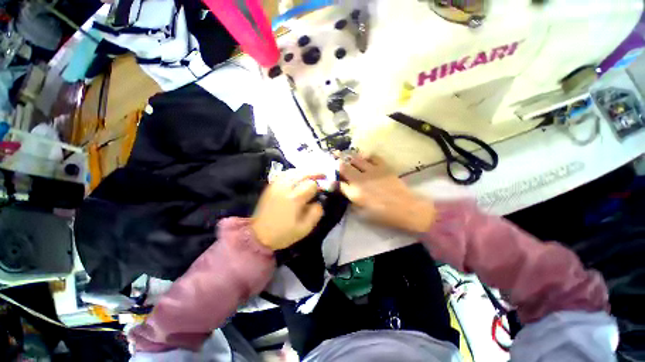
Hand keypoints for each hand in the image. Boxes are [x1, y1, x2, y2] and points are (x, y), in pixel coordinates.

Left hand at [252, 171, 324, 249]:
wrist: (258, 235)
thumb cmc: (283, 233)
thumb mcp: (304, 229)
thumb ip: (315, 213)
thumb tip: (319, 202)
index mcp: (294, 199)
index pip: (311, 184)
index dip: (319, 186)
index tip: (321, 191)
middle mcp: (285, 188)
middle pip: (303, 173)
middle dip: (315, 173)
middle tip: (323, 175)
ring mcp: (276, 186)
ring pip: (293, 171)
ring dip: (305, 171)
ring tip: (312, 174)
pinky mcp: (271, 186)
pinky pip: (284, 174)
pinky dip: (294, 172)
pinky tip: (298, 175)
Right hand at [338, 154, 434, 233]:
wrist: (405, 208)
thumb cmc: (383, 215)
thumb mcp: (362, 215)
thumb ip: (351, 203)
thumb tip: (347, 194)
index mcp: (354, 192)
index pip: (338, 183)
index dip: (334, 180)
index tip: (335, 180)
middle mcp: (360, 179)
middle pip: (344, 167)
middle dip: (338, 165)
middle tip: (338, 165)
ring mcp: (372, 171)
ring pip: (355, 159)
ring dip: (350, 159)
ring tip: (349, 159)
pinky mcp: (383, 167)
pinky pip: (372, 157)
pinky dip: (366, 157)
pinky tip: (365, 159)